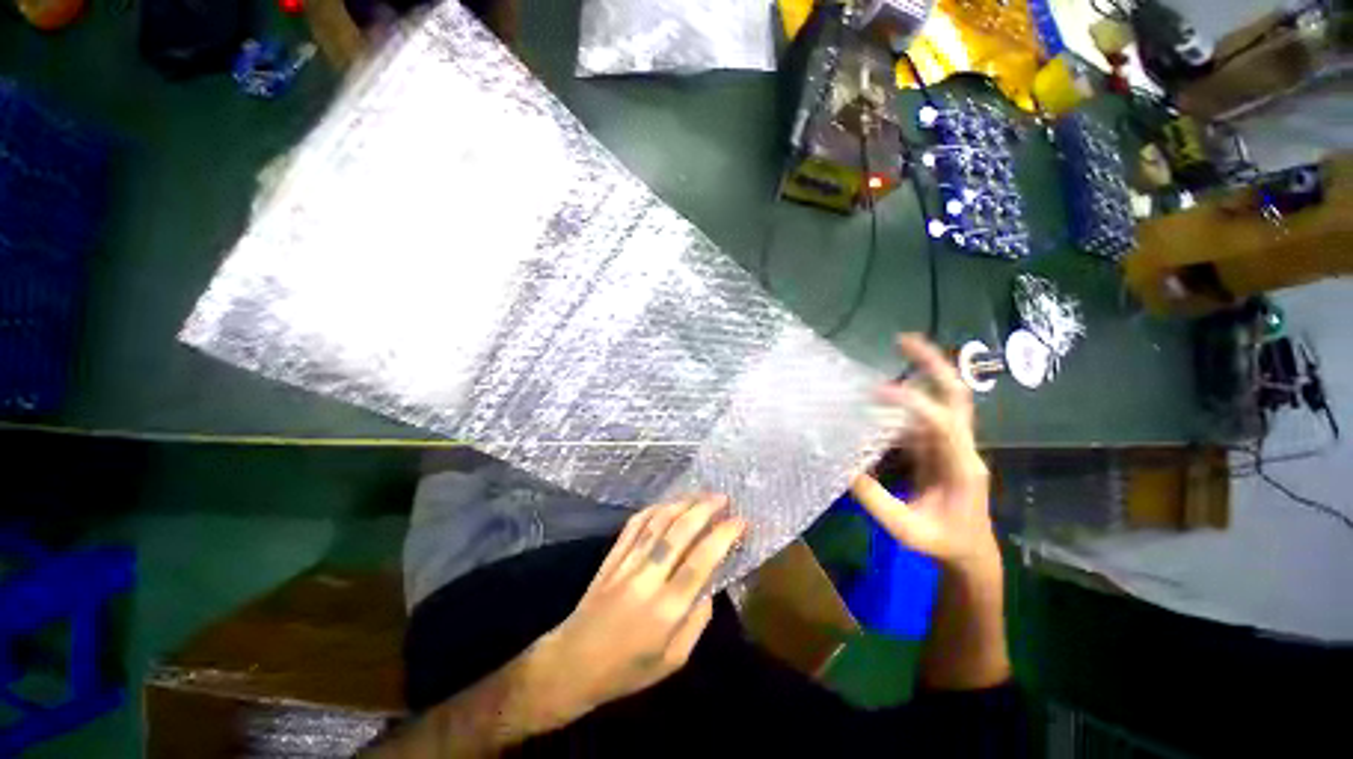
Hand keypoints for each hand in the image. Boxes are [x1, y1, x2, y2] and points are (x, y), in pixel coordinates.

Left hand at [529, 496, 745, 723]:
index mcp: (665, 610)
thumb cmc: (627, 670)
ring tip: (701, 495)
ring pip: (657, 522)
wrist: (572, 664)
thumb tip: (711, 584)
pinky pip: (635, 524)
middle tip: (723, 498)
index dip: (722, 536)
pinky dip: (654, 509)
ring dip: (682, 503)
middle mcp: (646, 579)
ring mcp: (625, 563)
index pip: (700, 562)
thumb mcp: (673, 661)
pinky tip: (668, 504)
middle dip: (704, 509)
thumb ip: (697, 621)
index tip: (740, 521)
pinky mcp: (611, 556)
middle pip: (678, 533)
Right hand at [852, 334, 996, 568]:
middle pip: (957, 395)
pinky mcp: (939, 447)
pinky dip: (906, 398)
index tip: (875, 391)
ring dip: (923, 372)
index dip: (911, 402)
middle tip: (904, 340)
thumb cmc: (942, 543)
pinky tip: (882, 393)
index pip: (941, 423)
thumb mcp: (905, 528)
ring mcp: (953, 444)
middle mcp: (962, 447)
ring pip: (944, 399)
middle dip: (934, 364)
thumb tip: (842, 465)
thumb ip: (874, 499)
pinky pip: (923, 415)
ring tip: (897, 349)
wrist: (969, 551)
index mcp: (961, 467)